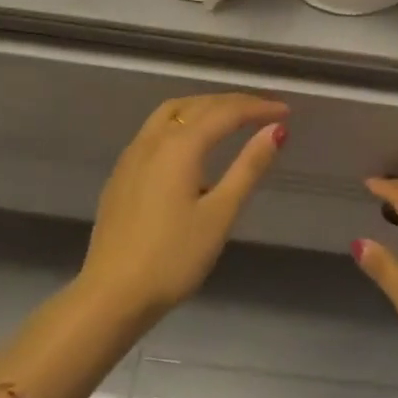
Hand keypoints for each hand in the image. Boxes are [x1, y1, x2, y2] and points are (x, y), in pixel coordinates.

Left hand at [77, 93, 288, 327]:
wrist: (111, 295)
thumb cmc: (173, 257)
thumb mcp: (220, 214)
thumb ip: (248, 167)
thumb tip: (276, 131)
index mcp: (180, 146)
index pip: (226, 112)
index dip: (258, 108)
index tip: (286, 111)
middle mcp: (153, 139)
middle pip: (198, 105)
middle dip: (233, 103)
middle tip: (264, 110)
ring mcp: (132, 155)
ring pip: (172, 112)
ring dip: (205, 107)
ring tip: (231, 117)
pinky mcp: (122, 173)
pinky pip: (157, 129)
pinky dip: (184, 121)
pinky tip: (192, 144)